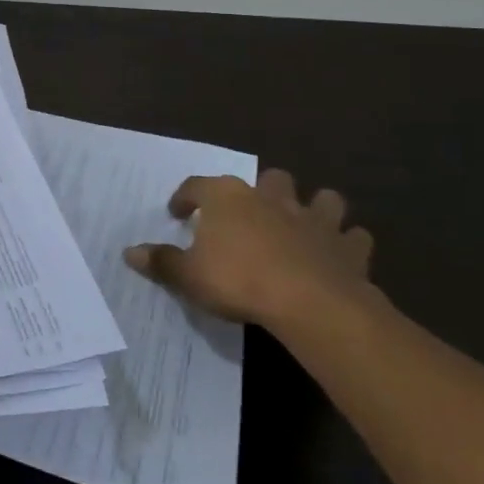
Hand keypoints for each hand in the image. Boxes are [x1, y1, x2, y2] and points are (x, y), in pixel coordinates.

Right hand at [123, 168, 377, 329]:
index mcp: (228, 197)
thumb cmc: (239, 281)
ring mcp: (315, 219)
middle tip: (251, 216)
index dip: (185, 198)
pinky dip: (347, 244)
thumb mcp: (188, 276)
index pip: (197, 185)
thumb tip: (129, 253)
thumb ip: (161, 262)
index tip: (178, 213)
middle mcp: (272, 198)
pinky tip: (338, 255)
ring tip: (303, 226)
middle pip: (269, 179)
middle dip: (262, 191)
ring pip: (322, 198)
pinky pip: (354, 237)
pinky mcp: (348, 247)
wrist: (310, 303)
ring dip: (314, 208)